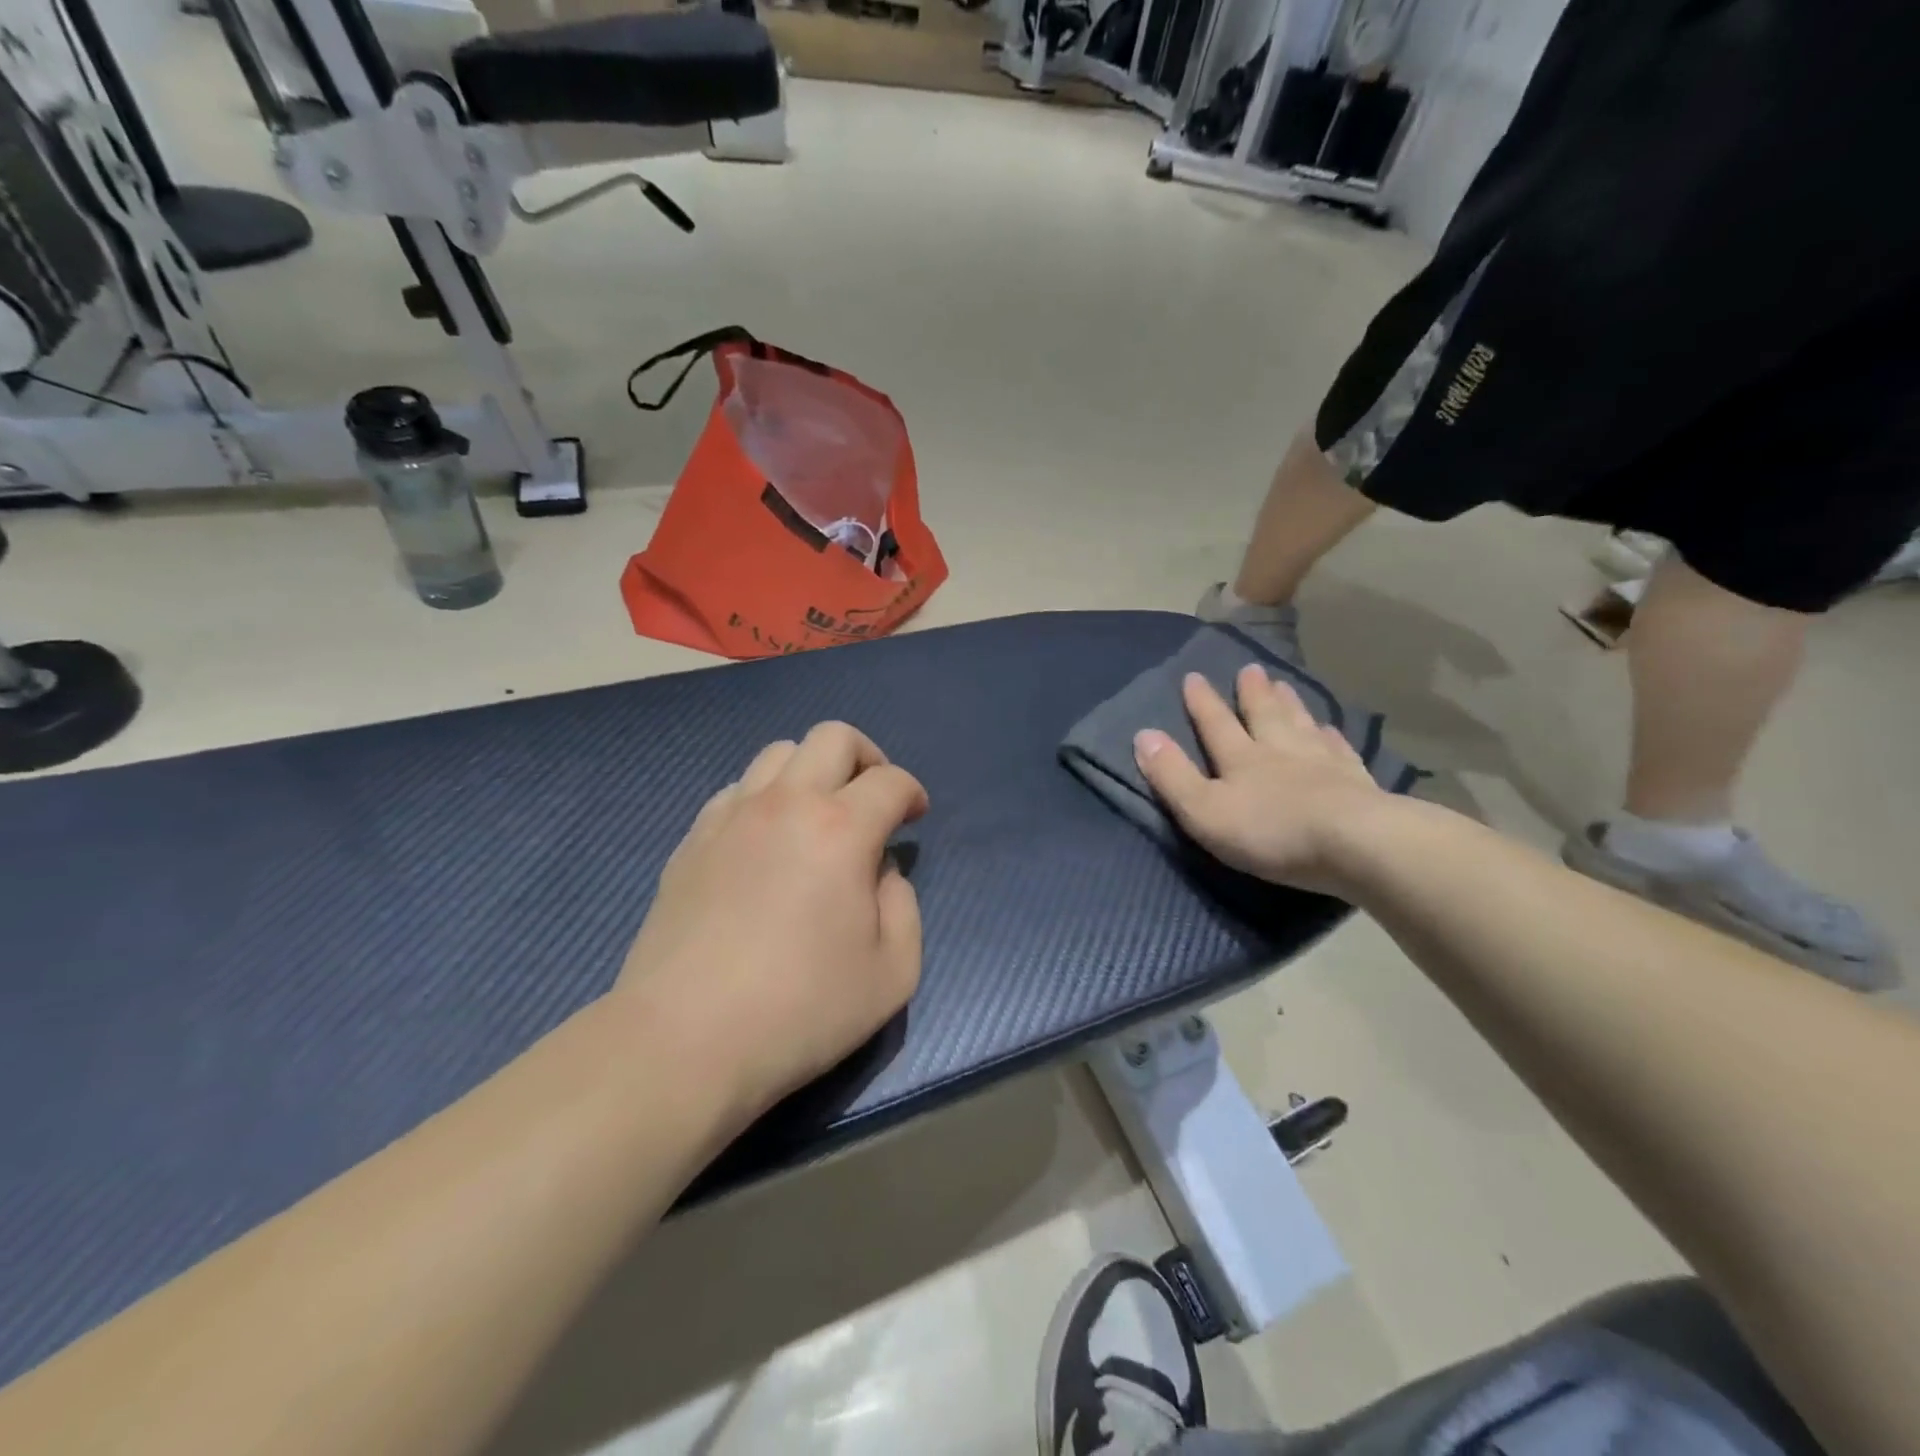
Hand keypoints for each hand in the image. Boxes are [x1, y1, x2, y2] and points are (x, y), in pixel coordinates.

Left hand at [616, 722, 927, 1119]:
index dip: (912, 792)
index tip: (914, 817)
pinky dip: (765, 798)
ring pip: (778, 753)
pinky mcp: (692, 840)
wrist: (684, 1041)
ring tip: (819, 816)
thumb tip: (881, 872)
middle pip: (832, 737)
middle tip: (873, 798)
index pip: (890, 781)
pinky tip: (767, 841)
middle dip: (866, 756)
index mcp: (841, 830)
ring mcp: (731, 817)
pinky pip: (738, 790)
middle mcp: (786, 804)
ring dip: (812, 771)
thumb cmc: (800, 1011)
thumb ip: (904, 908)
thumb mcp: (893, 973)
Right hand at [1134, 667, 1382, 894]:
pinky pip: (1340, 750)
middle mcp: (1280, 751)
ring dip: (1290, 704)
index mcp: (1241, 759)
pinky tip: (1333, 729)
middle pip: (1264, 715)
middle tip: (1250, 669)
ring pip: (1301, 725)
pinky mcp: (1357, 782)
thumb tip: (1143, 735)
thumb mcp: (1204, 810)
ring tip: (1285, 685)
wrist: (1356, 844)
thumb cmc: (1271, 831)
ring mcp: (1322, 763)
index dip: (1202, 702)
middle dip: (1252, 693)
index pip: (1216, 724)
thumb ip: (1172, 775)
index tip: (1193, 676)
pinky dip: (1332, 736)